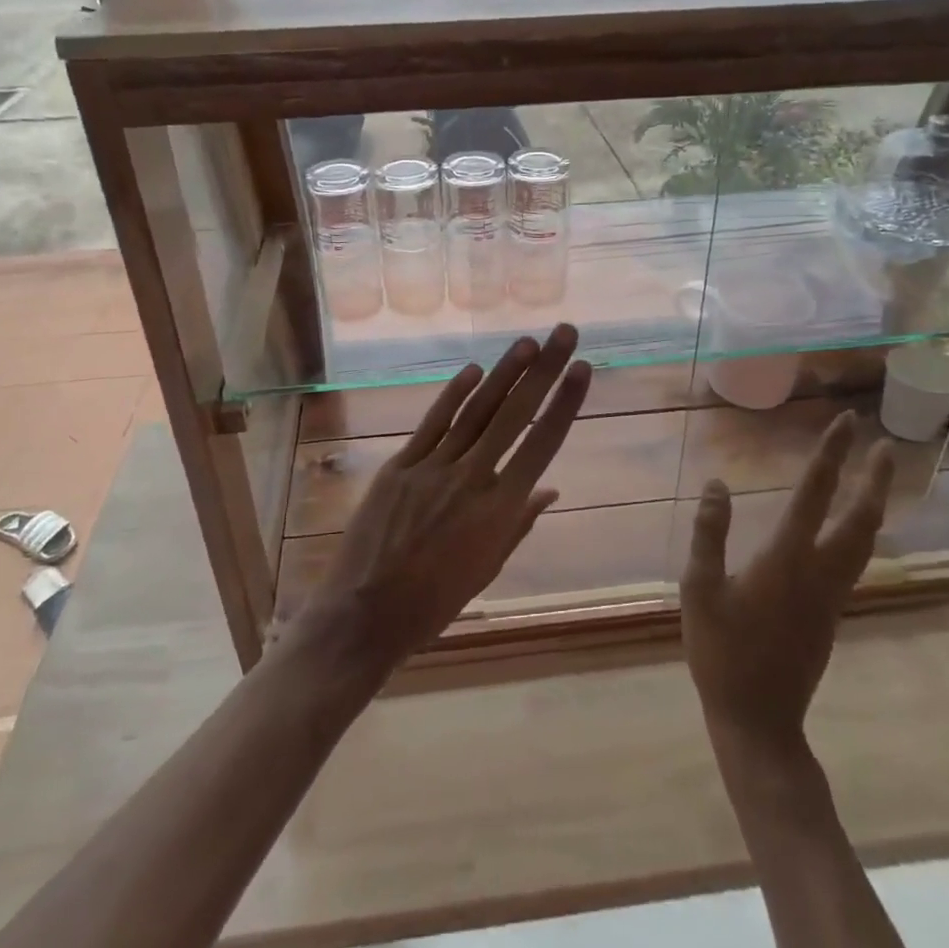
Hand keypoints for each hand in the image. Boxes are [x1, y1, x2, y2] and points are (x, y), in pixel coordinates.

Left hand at [299, 325, 591, 673]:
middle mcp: (472, 479)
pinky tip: (473, 370)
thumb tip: (549, 488)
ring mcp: (433, 468)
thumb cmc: (435, 601)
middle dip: (543, 371)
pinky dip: (454, 395)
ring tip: (527, 342)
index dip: (564, 404)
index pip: (542, 446)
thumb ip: (519, 522)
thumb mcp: (488, 567)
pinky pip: (433, 423)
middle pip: (514, 415)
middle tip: (564, 333)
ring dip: (504, 373)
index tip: (582, 369)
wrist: (366, 614)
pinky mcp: (400, 465)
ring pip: (476, 411)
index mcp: (500, 511)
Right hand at [680, 411, 892, 752]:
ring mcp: (831, 596)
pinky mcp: (831, 614)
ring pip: (865, 543)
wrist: (758, 720)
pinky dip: (861, 532)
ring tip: (878, 479)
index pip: (813, 495)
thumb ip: (709, 534)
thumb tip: (717, 484)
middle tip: (885, 446)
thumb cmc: (721, 652)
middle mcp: (819, 572)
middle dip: (874, 480)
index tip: (845, 422)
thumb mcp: (699, 589)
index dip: (830, 456)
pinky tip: (852, 529)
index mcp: (785, 560)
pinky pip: (855, 561)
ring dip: (874, 505)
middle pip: (859, 519)